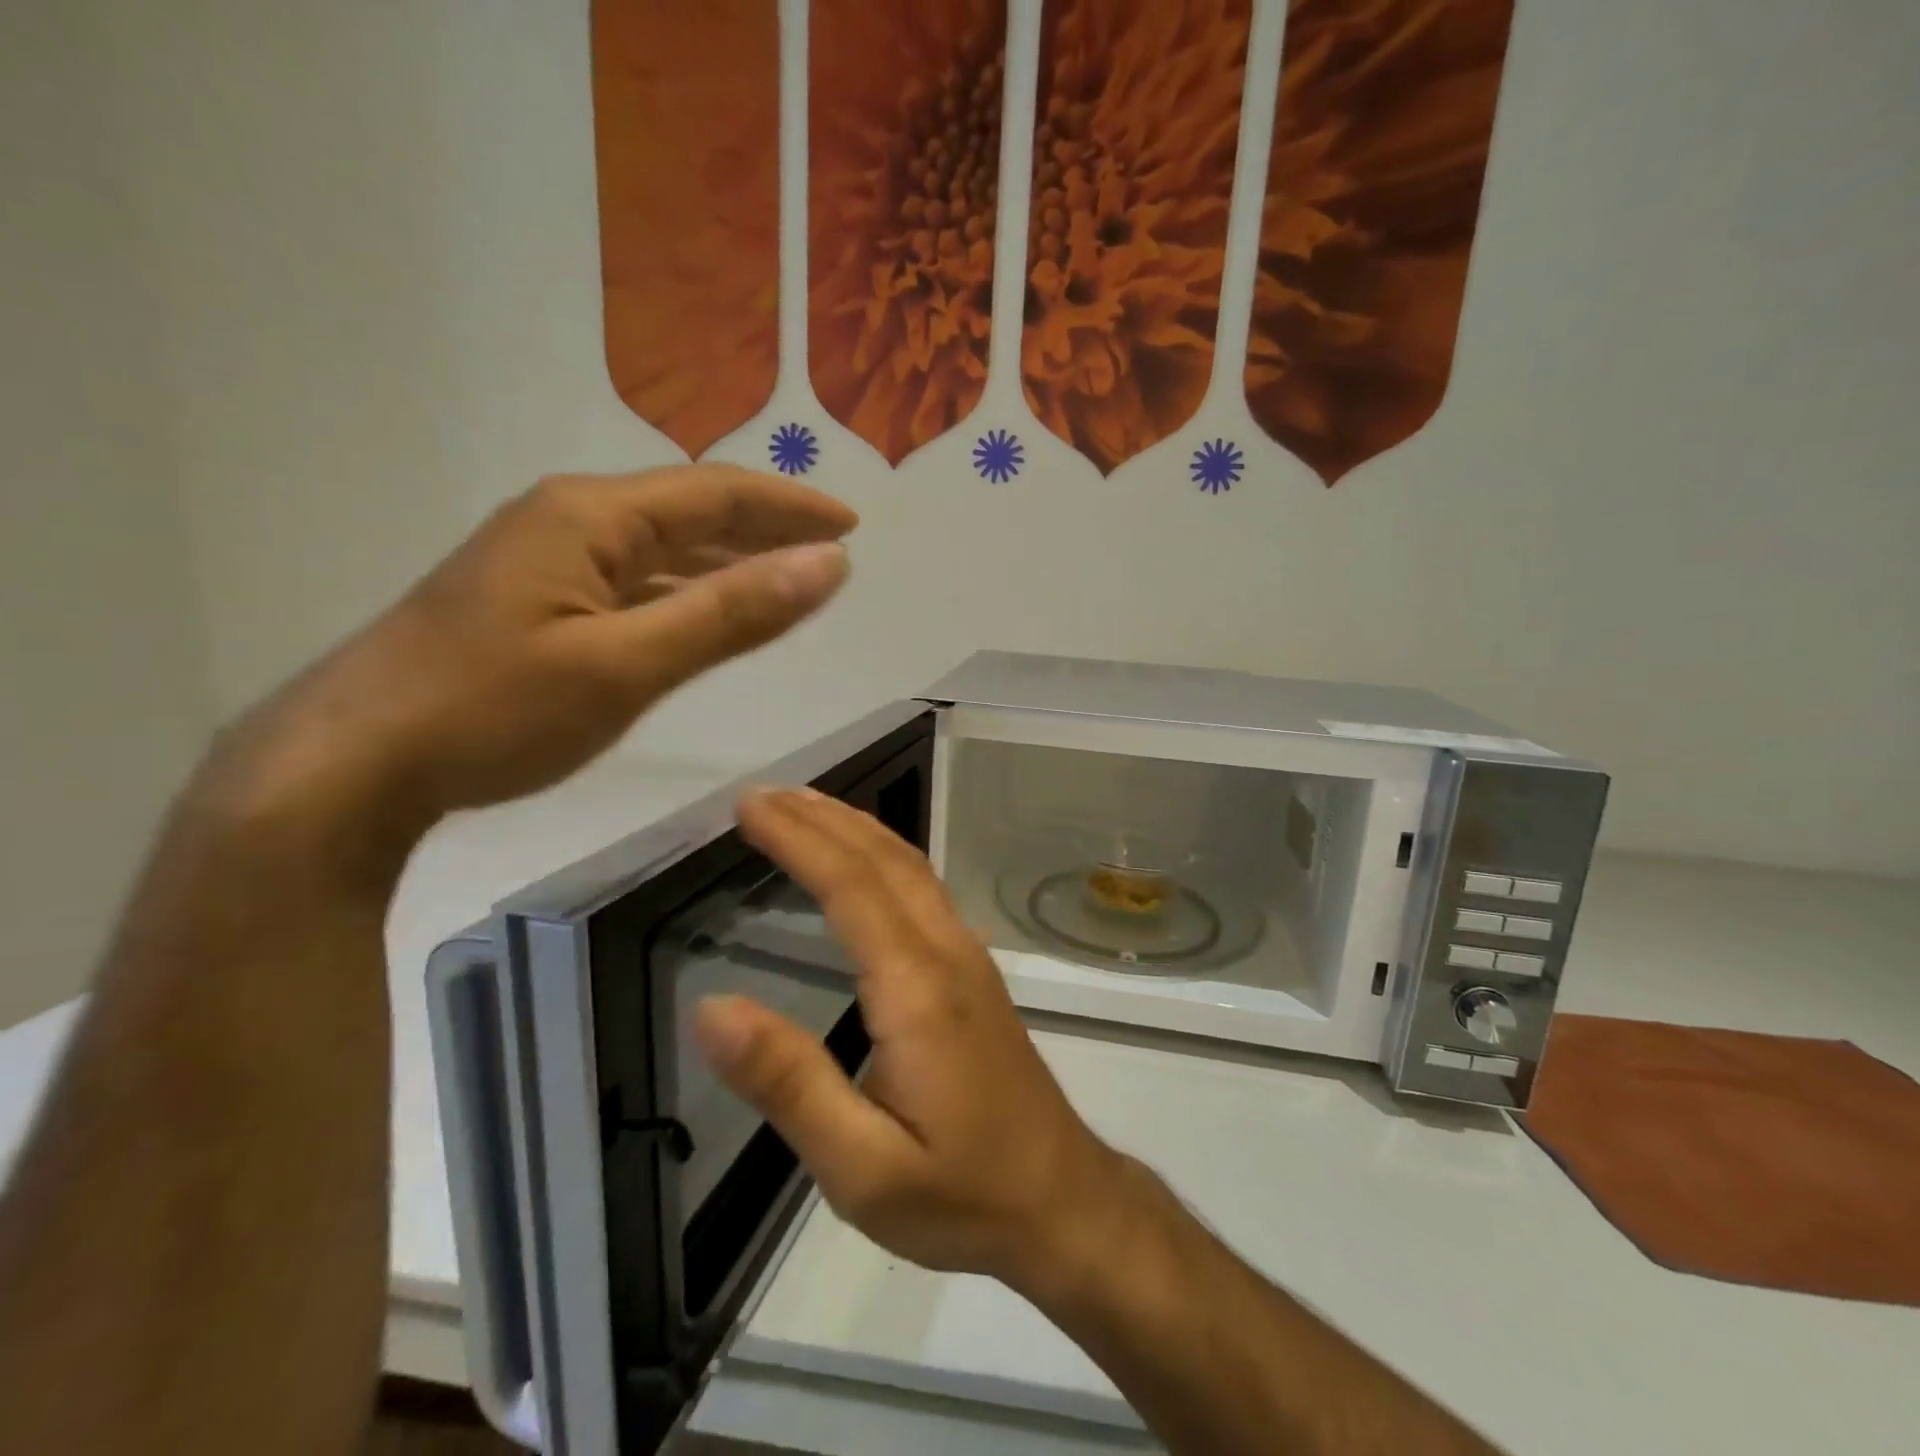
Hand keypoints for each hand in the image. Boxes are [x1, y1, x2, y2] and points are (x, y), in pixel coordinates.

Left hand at [215, 467, 853, 841]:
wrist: (353, 762)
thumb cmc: (495, 710)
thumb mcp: (628, 664)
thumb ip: (731, 614)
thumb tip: (828, 565)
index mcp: (590, 516)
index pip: (715, 494)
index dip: (789, 507)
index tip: (851, 524)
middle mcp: (568, 520)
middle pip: (688, 511)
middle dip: (765, 526)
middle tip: (830, 546)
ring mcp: (545, 560)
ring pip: (659, 548)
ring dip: (726, 559)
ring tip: (785, 575)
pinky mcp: (533, 601)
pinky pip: (632, 581)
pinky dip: (683, 591)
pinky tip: (704, 611)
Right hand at [693, 790, 1126, 1291]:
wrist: (1062, 1201)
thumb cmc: (960, 1193)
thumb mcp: (861, 1166)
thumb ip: (789, 1084)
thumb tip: (712, 1008)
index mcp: (916, 988)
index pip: (850, 885)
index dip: (797, 838)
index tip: (749, 806)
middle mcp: (947, 952)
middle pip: (882, 860)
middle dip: (820, 818)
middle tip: (762, 794)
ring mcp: (968, 956)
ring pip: (909, 866)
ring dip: (853, 828)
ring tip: (803, 806)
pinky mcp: (975, 971)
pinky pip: (922, 888)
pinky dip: (881, 855)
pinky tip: (863, 862)